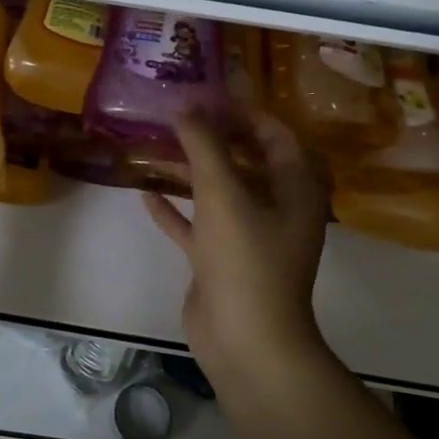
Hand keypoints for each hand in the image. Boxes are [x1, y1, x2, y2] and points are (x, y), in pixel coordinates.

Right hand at [143, 108, 330, 373]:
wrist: (246, 343)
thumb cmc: (246, 259)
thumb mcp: (224, 193)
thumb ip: (204, 145)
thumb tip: (186, 106)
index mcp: (294, 188)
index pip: (274, 135)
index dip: (244, 112)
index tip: (207, 95)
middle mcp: (276, 208)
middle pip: (245, 160)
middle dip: (212, 137)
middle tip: (177, 115)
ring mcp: (248, 237)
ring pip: (218, 192)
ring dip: (190, 170)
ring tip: (156, 145)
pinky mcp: (222, 261)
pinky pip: (197, 225)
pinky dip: (175, 210)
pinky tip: (145, 193)